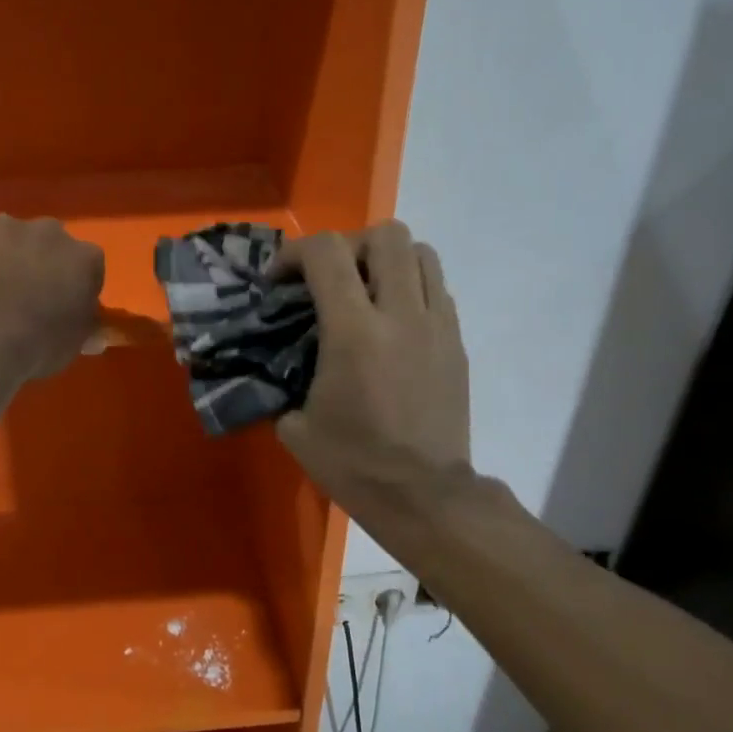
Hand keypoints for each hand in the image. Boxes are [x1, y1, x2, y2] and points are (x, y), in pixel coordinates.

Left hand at [0, 215, 105, 377]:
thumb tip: (96, 336)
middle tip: (33, 301)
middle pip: (54, 248)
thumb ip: (86, 331)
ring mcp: (10, 229)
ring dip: (13, 260)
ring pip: (16, 243)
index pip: (91, 270)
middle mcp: (52, 233)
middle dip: (46, 267)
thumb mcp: (73, 344)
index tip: (69, 311)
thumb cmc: (39, 339)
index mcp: (86, 259)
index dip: (80, 290)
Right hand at [274, 220, 474, 522]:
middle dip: (349, 245)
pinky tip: (392, 323)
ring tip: (366, 291)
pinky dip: (411, 287)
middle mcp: (401, 314)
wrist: (424, 496)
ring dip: (387, 260)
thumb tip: (274, 363)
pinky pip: (438, 288)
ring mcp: (437, 325)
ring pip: (422, 252)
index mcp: (354, 332)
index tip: (280, 282)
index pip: (327, 252)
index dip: (294, 253)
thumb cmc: (353, 464)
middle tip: (330, 279)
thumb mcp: (295, 426)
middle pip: (386, 234)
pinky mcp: (458, 342)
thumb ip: (282, 379)